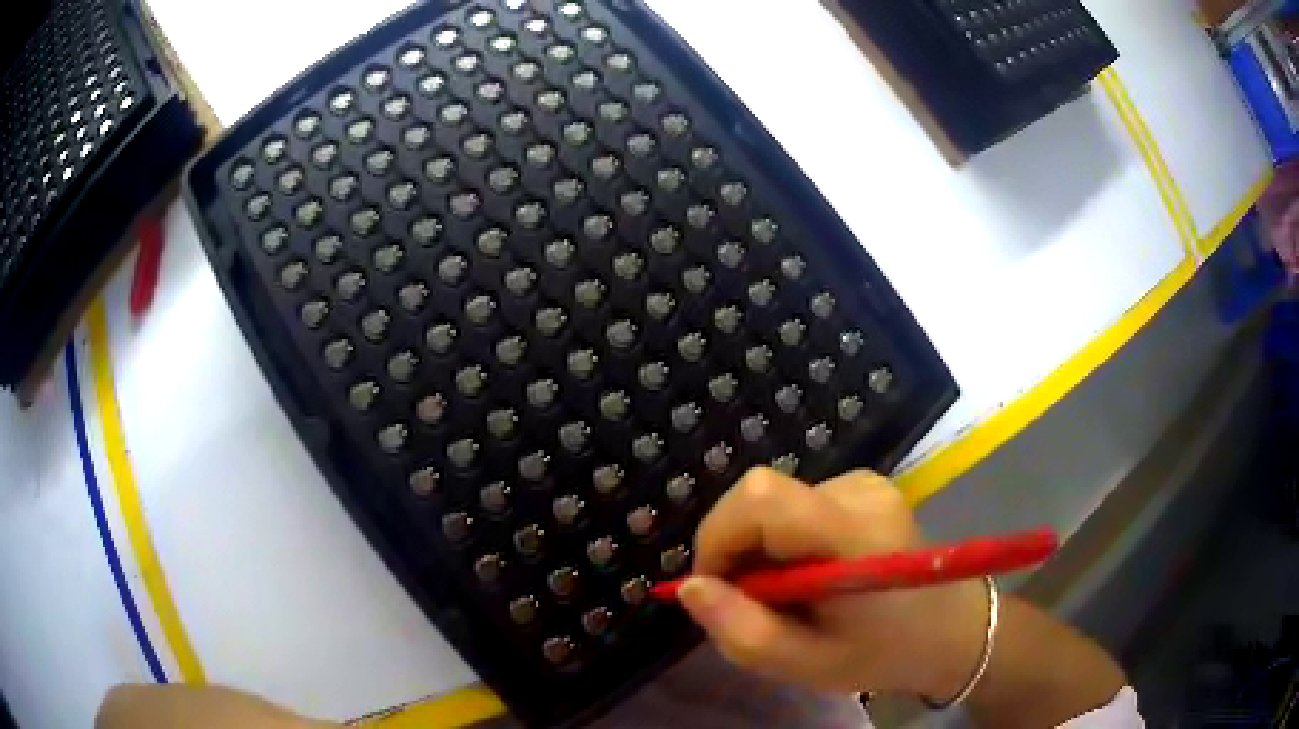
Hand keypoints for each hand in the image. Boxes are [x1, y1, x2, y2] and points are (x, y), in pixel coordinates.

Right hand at [679, 468, 989, 699]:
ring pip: (775, 502)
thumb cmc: (881, 655)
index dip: (720, 536)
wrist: (950, 629)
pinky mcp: (865, 485)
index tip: (716, 588)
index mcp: (854, 536)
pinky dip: (783, 539)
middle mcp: (861, 492)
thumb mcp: (805, 665)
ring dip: (761, 549)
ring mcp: (867, 483)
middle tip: (750, 602)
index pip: (762, 497)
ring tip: (789, 595)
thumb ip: (741, 630)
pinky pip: (797, 504)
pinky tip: (810, 573)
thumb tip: (688, 587)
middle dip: (735, 548)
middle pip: (761, 495)